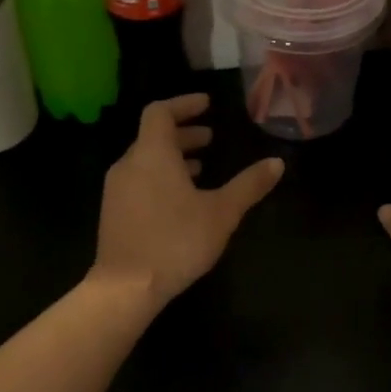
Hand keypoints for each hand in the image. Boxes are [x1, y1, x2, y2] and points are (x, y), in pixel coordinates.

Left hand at [91, 94, 284, 309]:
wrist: (126, 287)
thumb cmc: (176, 241)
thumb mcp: (222, 212)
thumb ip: (249, 185)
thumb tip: (277, 163)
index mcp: (152, 154)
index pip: (160, 112)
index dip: (184, 104)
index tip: (206, 105)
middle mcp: (129, 164)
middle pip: (153, 136)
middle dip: (183, 133)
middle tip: (210, 138)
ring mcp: (117, 189)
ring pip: (146, 160)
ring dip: (173, 158)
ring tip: (201, 169)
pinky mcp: (113, 212)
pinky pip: (139, 180)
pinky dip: (161, 177)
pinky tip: (181, 200)